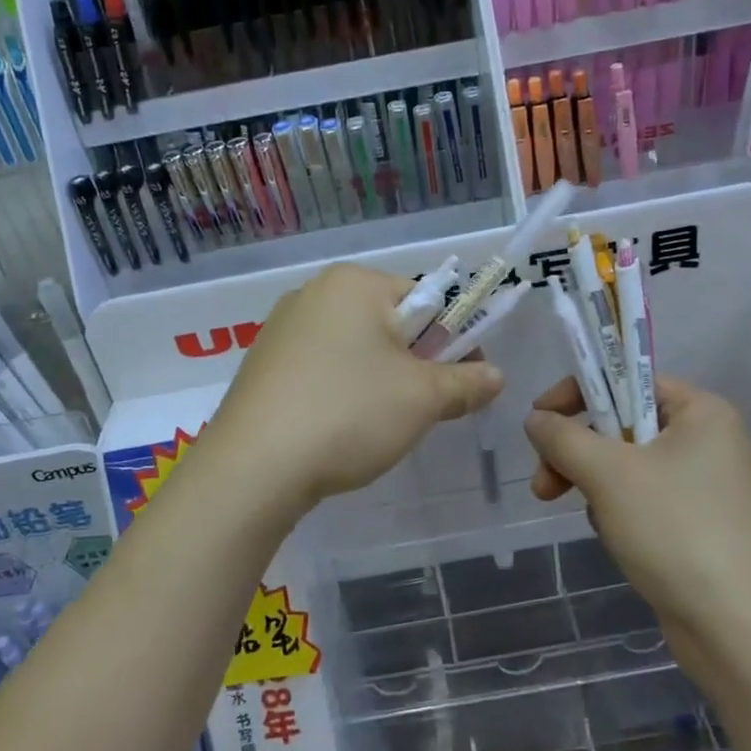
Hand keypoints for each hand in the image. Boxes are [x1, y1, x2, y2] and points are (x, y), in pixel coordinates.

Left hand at [208, 264, 503, 514]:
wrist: (254, 466)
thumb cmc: (349, 413)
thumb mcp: (423, 399)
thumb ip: (467, 382)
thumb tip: (495, 376)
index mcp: (353, 283)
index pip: (424, 298)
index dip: (452, 339)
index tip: (462, 380)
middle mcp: (313, 293)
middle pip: (387, 323)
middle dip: (413, 363)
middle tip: (421, 408)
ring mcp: (280, 329)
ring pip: (353, 350)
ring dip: (377, 381)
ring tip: (376, 426)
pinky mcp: (261, 366)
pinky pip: (319, 369)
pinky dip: (339, 392)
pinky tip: (336, 429)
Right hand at [524, 376, 750, 611]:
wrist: (736, 629)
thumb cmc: (674, 530)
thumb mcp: (608, 473)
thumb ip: (562, 436)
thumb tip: (535, 419)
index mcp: (701, 411)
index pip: (627, 379)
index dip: (578, 394)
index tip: (539, 422)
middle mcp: (707, 440)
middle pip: (621, 424)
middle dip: (577, 452)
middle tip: (544, 483)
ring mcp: (703, 484)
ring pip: (625, 465)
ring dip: (594, 484)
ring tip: (589, 517)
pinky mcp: (695, 523)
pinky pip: (640, 497)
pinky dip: (616, 510)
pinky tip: (613, 537)